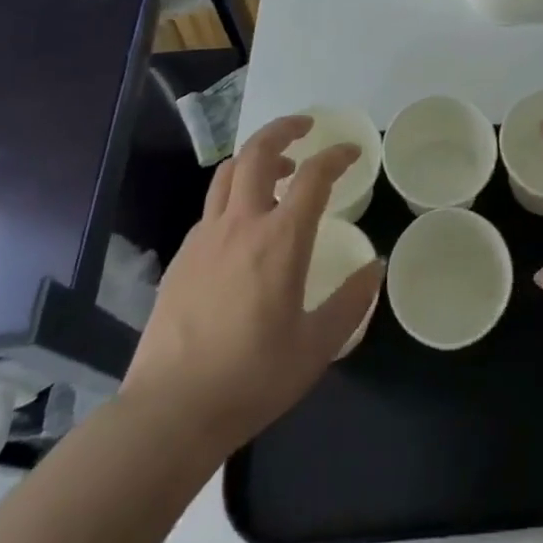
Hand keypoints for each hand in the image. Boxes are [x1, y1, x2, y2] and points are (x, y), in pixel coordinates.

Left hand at [121, 116, 382, 448]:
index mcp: (281, 239)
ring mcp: (206, 237)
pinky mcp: (181, 257)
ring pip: (229, 172)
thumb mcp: (315, 347)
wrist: (168, 414)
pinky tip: (242, 226)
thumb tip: (374, 268)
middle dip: (284, 129)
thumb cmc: (251, 379)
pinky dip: (233, 197)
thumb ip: (350, 303)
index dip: (337, 156)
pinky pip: (211, 208)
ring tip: (277, 170)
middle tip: (305, 128)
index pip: (314, 175)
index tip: (351, 152)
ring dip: (256, 157)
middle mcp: (242, 224)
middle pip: (259, 151)